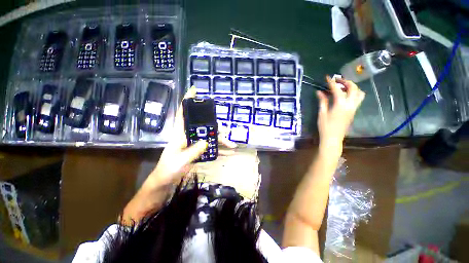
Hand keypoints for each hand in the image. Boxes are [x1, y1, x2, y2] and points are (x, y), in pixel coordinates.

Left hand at [122, 87, 235, 222]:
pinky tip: (228, 153)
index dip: (187, 102)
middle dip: (216, 128)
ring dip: (221, 141)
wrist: (164, 184)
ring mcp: (194, 145)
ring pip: (210, 138)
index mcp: (180, 134)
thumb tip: (207, 141)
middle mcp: (188, 136)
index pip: (183, 114)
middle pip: (204, 127)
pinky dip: (220, 150)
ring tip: (232, 145)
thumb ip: (194, 151)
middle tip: (226, 132)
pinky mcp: (198, 153)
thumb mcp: (180, 160)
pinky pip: (211, 149)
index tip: (194, 91)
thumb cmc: (167, 170)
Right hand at [316, 76, 364, 151]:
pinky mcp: (354, 112)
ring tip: (343, 87)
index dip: (332, 82)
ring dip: (352, 87)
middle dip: (346, 81)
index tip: (328, 77)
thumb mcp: (322, 113)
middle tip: (337, 80)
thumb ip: (322, 101)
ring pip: (359, 93)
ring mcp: (354, 108)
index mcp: (341, 105)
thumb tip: (319, 92)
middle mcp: (350, 105)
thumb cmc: (325, 126)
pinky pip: (358, 99)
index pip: (337, 89)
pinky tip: (344, 96)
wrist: (333, 138)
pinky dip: (353, 93)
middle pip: (353, 88)